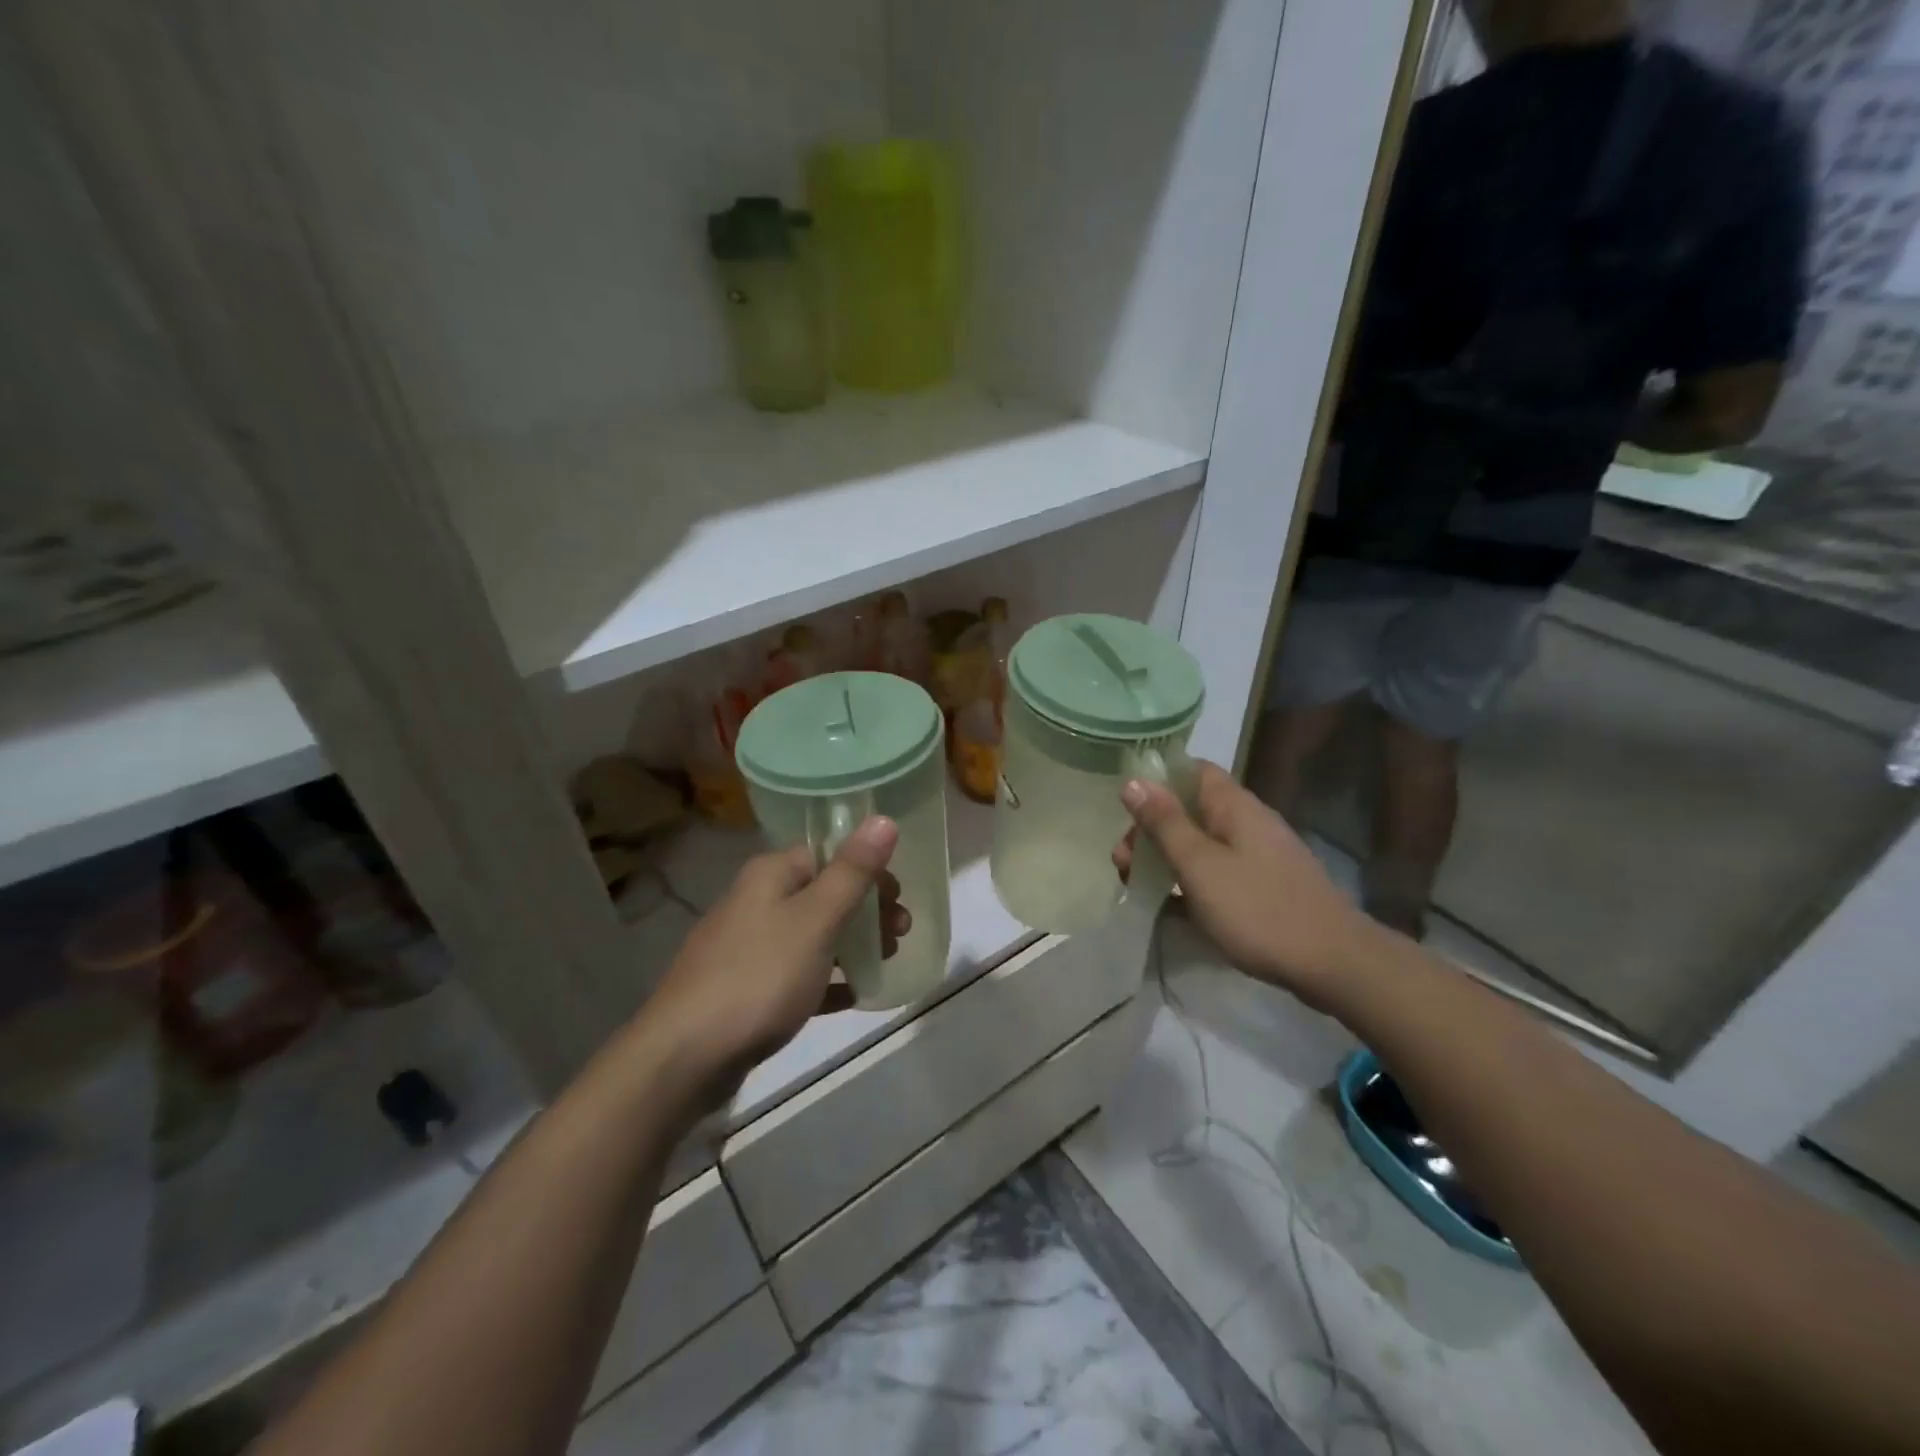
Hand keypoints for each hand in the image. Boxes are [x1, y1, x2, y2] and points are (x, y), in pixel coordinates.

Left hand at [637, 817, 906, 1109]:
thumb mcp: (815, 920)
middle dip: (865, 911)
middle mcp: (756, 902)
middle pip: (822, 894)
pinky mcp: (745, 989)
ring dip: (851, 943)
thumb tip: (883, 818)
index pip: (828, 854)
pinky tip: (852, 996)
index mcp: (770, 875)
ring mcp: (747, 948)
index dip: (868, 871)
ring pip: (812, 935)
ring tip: (884, 962)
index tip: (898, 899)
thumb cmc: (759, 977)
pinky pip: (797, 974)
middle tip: (899, 935)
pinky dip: (826, 979)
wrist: (684, 1057)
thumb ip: (852, 872)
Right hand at [1114, 761, 1374, 1012]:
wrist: (1334, 963)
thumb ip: (1165, 824)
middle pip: (1191, 808)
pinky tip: (1173, 905)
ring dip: (1168, 855)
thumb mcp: (1200, 865)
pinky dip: (1191, 878)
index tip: (1125, 807)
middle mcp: (1249, 820)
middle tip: (1123, 862)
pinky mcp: (1265, 884)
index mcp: (1234, 806)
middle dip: (1153, 828)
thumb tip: (1132, 781)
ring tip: (1137, 883)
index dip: (1157, 780)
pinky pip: (1218, 868)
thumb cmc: (1257, 909)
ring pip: (1203, 841)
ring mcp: (1260, 854)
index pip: (1192, 769)